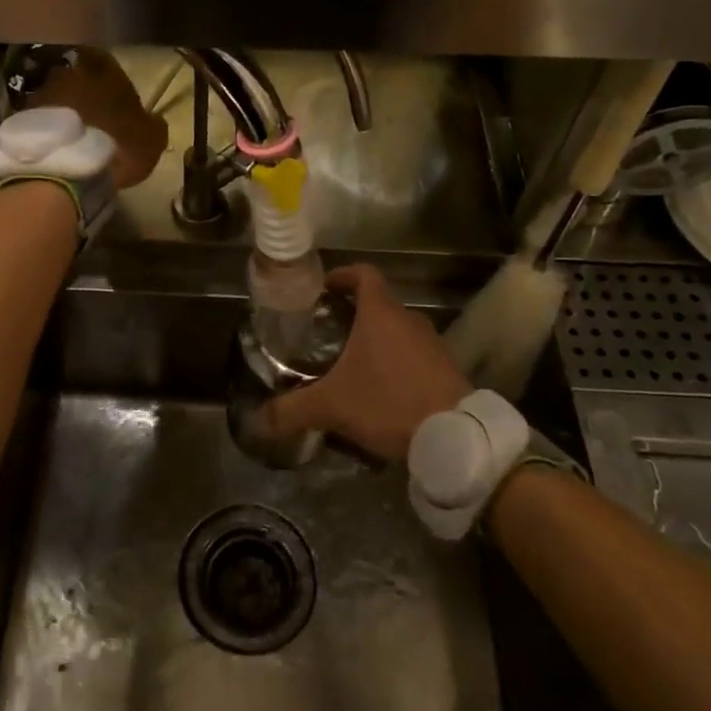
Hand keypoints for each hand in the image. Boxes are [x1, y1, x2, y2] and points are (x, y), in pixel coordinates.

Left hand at [30, 48, 167, 189]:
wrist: (65, 170)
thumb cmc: (117, 147)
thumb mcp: (152, 139)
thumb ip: (153, 123)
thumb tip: (151, 120)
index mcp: (104, 71)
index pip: (105, 60)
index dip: (110, 77)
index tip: (115, 97)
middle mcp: (69, 73)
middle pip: (77, 77)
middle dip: (84, 93)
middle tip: (93, 117)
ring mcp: (41, 94)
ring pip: (56, 97)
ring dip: (63, 112)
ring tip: (72, 137)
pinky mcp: (21, 118)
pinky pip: (40, 120)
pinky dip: (47, 130)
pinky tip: (55, 148)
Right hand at [269, 264, 471, 462]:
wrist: (455, 436)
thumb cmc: (389, 403)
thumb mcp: (332, 407)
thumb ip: (292, 411)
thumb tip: (255, 422)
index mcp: (381, 313)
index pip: (363, 274)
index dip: (343, 275)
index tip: (324, 289)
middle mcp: (409, 319)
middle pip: (379, 303)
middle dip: (354, 314)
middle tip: (328, 333)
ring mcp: (432, 343)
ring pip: (398, 329)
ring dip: (377, 339)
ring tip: (352, 363)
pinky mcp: (447, 367)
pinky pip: (415, 353)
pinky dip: (397, 360)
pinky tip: (382, 388)